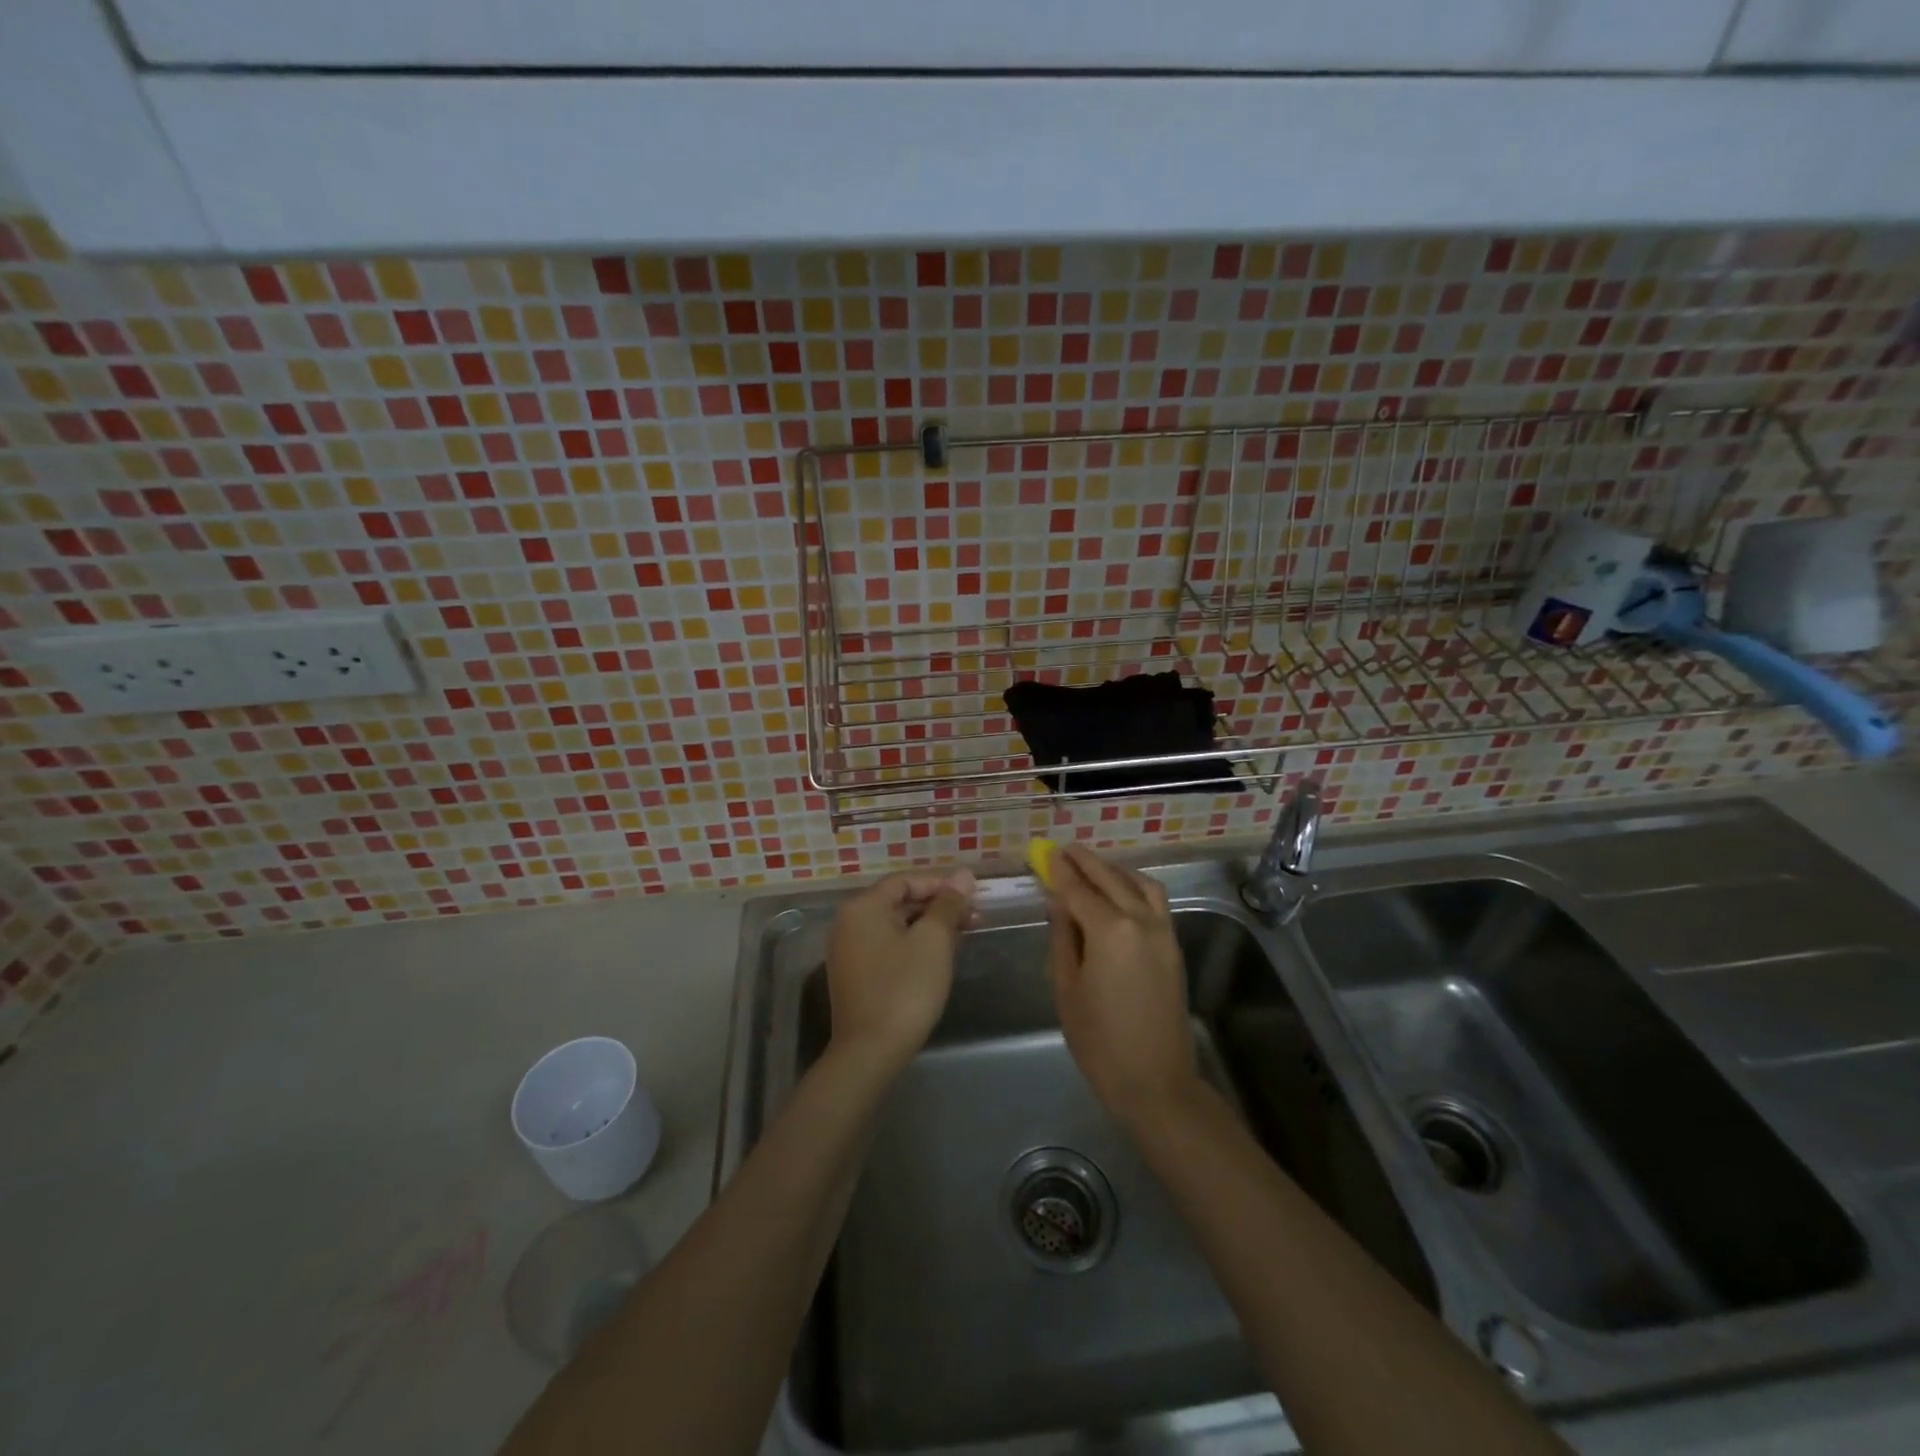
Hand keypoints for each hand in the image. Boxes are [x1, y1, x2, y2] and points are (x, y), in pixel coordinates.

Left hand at [826, 870, 975, 1076]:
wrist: (870, 1051)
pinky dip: (913, 945)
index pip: (906, 881)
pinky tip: (938, 958)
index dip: (941, 884)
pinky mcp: (855, 976)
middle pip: (899, 902)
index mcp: (863, 907)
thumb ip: (948, 904)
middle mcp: (849, 923)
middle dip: (938, 907)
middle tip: (974, 918)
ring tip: (963, 937)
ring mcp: (848, 951)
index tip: (972, 898)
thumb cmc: (905, 988)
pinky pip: (887, 947)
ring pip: (895, 926)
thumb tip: (964, 875)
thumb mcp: (933, 940)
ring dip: (929, 927)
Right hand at [1046, 845, 1200, 1129]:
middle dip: (1086, 862)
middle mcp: (1140, 921)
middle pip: (1110, 879)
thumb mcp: (1067, 988)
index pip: (1078, 890)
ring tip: (1092, 866)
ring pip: (1139, 884)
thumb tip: (1059, 903)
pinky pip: (1155, 900)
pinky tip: (1120, 890)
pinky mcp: (1173, 946)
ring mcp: (1163, 932)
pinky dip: (1135, 885)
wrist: (1155, 1081)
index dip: (1060, 871)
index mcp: (1109, 931)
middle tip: (1065, 850)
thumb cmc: (1099, 1041)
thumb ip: (1063, 938)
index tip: (1046, 852)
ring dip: (1114, 870)